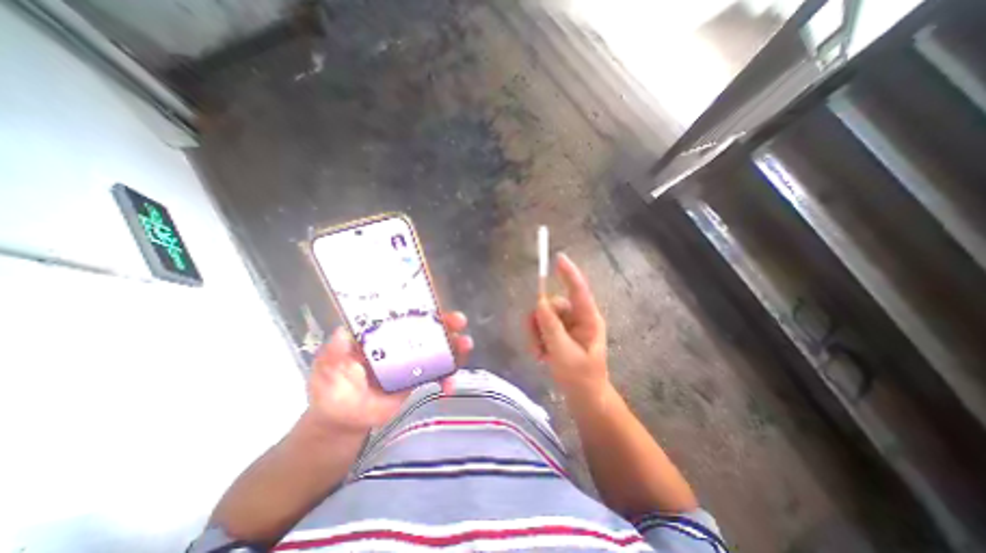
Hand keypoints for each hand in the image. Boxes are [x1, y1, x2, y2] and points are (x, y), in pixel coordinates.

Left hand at [308, 308, 470, 433]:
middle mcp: (399, 344)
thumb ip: (333, 353)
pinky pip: (437, 375)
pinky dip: (448, 378)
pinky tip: (450, 386)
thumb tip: (342, 334)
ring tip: (466, 348)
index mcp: (380, 335)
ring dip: (454, 348)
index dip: (420, 311)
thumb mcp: (326, 369)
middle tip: (460, 323)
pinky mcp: (417, 380)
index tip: (436, 309)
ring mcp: (411, 362)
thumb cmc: (331, 390)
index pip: (403, 317)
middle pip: (427, 330)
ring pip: (437, 350)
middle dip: (445, 325)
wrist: (342, 421)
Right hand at [533, 252, 608, 402]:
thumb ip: (551, 328)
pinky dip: (538, 338)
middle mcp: (578, 318)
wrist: (585, 399)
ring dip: (537, 333)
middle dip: (539, 322)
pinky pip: (543, 326)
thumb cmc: (581, 378)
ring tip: (540, 354)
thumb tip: (539, 303)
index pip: (578, 290)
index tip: (559, 257)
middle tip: (536, 344)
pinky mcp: (560, 334)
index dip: (569, 273)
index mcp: (588, 320)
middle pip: (552, 305)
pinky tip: (541, 355)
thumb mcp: (564, 354)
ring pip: (544, 316)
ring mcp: (568, 326)